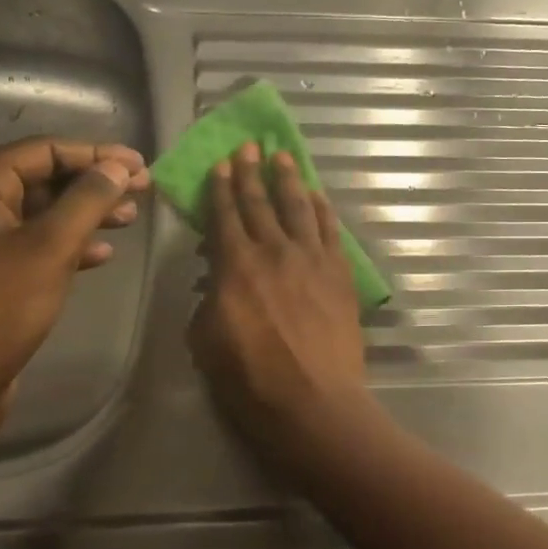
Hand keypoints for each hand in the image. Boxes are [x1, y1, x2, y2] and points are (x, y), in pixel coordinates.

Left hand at [0, 137, 150, 443]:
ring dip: (87, 213)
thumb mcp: (50, 248)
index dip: (96, 154)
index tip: (139, 166)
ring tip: (129, 220)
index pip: (43, 151)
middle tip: (142, 189)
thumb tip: (119, 168)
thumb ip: (87, 201)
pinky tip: (103, 256)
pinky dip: (71, 245)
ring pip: (44, 213)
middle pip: (44, 178)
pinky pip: (37, 244)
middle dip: (94, 183)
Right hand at [188, 143, 377, 467]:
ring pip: (299, 208)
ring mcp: (313, 260)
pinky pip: (331, 231)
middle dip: (251, 172)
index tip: (221, 163)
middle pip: (261, 202)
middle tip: (249, 145)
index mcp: (236, 267)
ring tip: (283, 156)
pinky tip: (317, 195)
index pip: (226, 216)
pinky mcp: (340, 274)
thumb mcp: (207, 342)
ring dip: (289, 180)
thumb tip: (215, 279)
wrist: (315, 402)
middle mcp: (275, 252)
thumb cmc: (251, 380)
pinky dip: (322, 209)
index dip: (221, 188)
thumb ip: (208, 301)